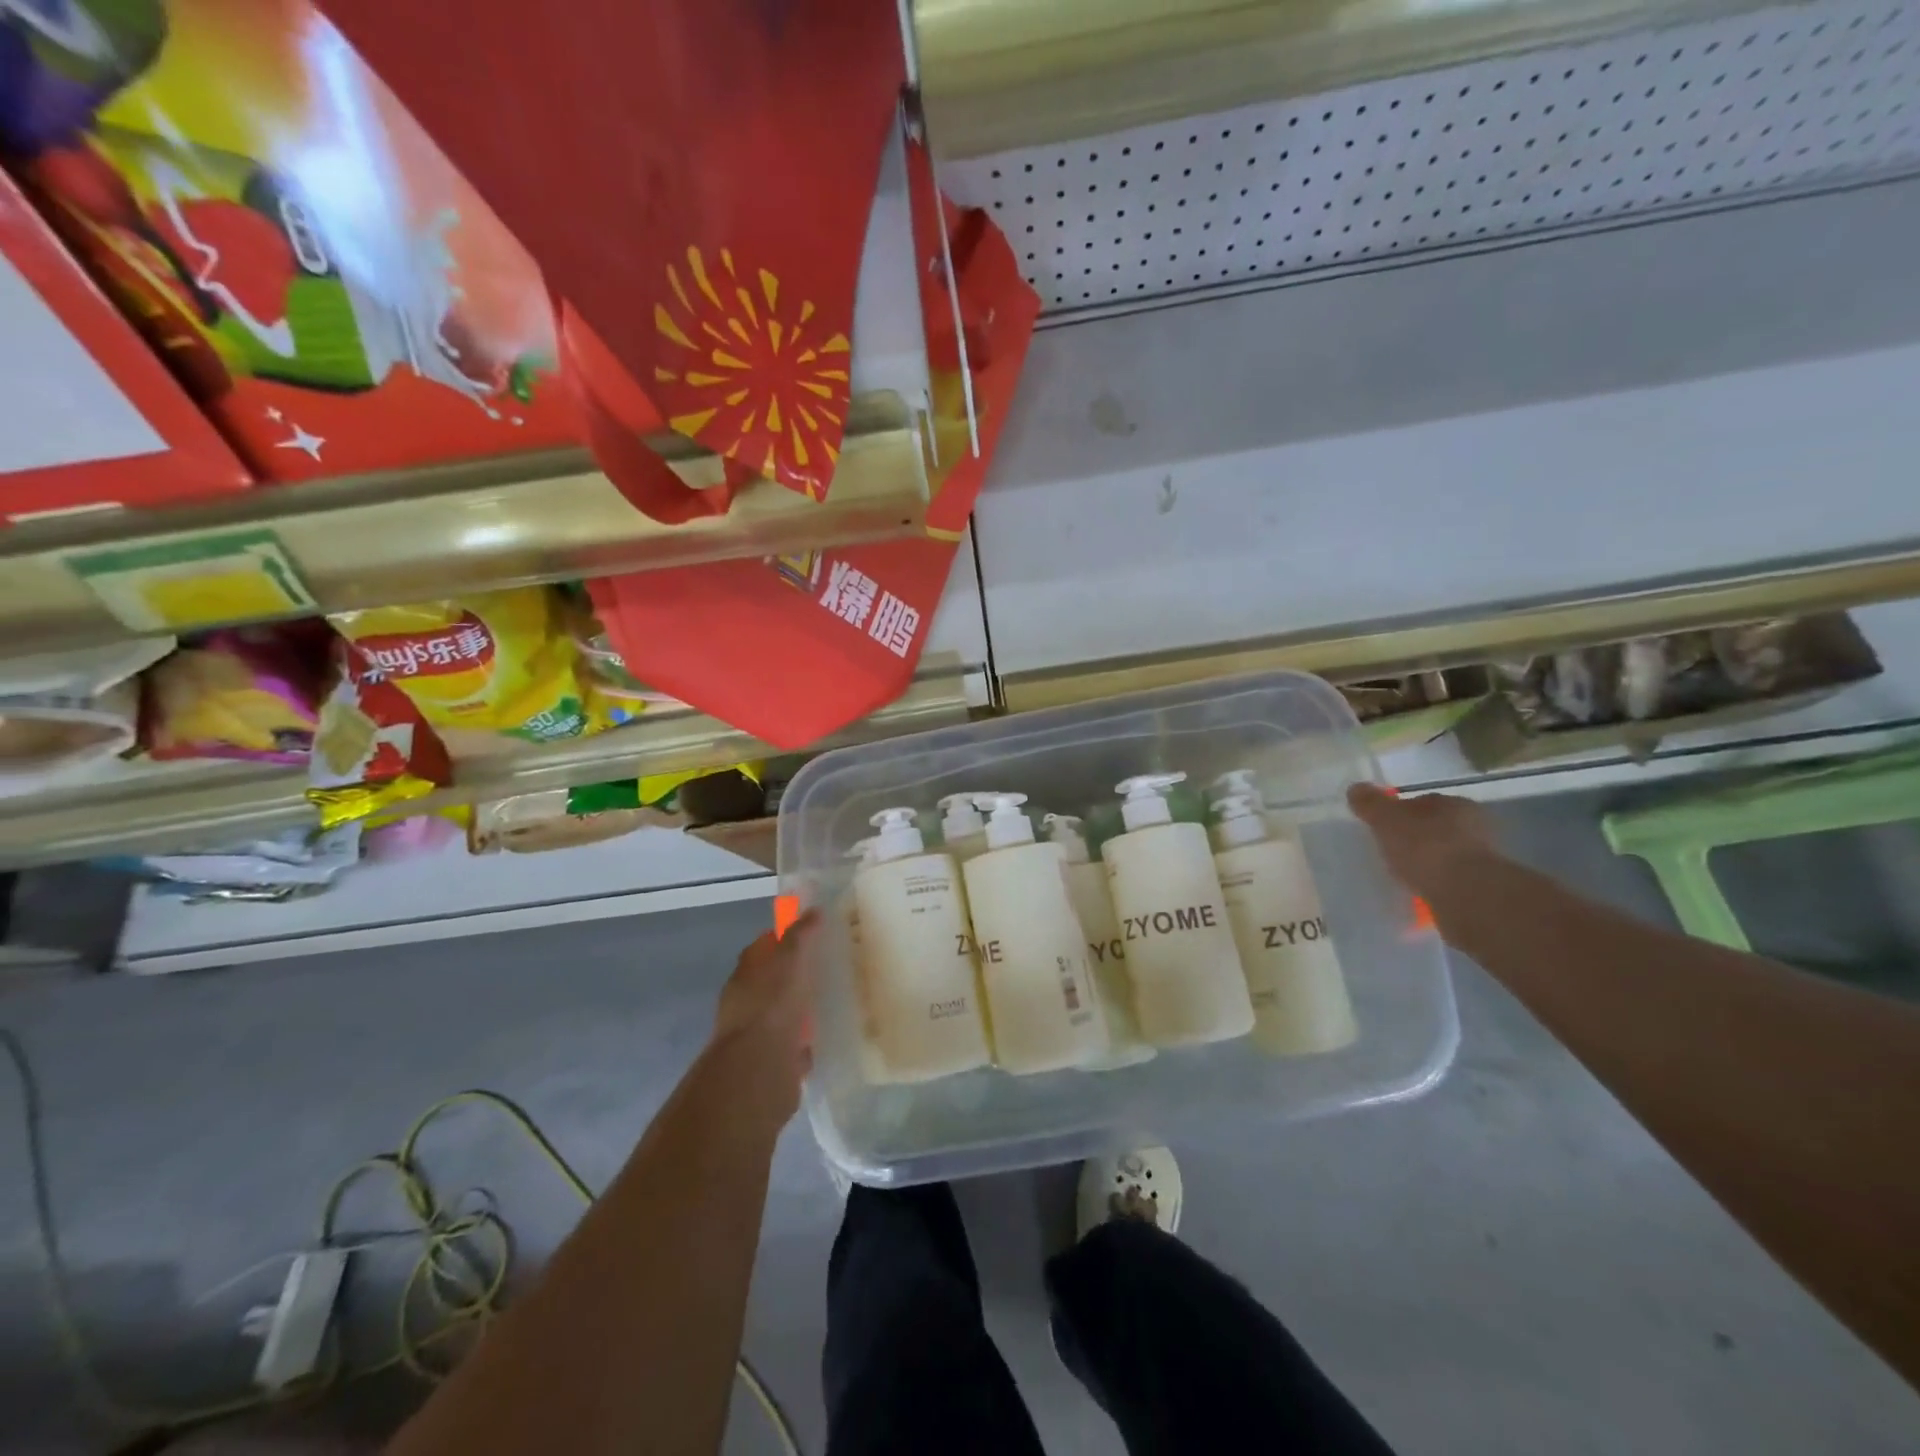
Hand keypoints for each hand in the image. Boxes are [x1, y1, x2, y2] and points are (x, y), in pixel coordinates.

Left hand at [709, 910, 819, 1119]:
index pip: (762, 947)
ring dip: (798, 1009)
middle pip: (771, 981)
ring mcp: (756, 1034)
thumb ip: (800, 935)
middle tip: (825, 967)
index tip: (809, 934)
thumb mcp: (790, 959)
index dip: (783, 937)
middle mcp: (746, 1001)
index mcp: (746, 973)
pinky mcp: (769, 1062)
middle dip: (793, 975)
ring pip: (781, 1014)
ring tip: (828, 1002)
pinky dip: (802, 1042)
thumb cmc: (772, 1003)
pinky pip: (790, 1046)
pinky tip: (823, 1039)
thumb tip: (813, 911)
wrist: (759, 1067)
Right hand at [1347, 784, 1499, 902]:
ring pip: (1445, 854)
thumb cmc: (1426, 847)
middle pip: (1435, 827)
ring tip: (1403, 874)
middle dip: (1415, 837)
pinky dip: (1435, 883)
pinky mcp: (1483, 887)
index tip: (1382, 827)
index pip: (1422, 802)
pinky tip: (1419, 892)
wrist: (1468, 895)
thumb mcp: (1387, 820)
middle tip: (1390, 850)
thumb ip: (1371, 804)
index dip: (1400, 812)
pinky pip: (1450, 879)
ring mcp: (1483, 858)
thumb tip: (1356, 788)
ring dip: (1427, 862)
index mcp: (1455, 803)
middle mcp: (1475, 826)